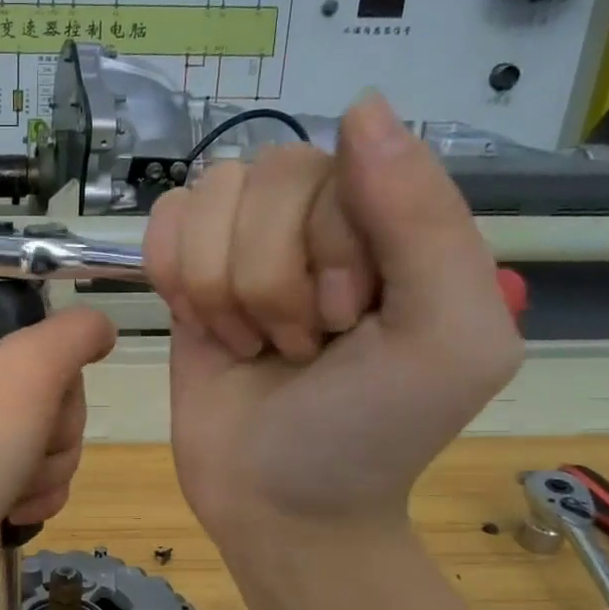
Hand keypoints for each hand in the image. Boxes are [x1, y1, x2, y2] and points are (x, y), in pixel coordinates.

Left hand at [0, 302, 116, 601]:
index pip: (25, 317)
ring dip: (49, 460)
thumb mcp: (32, 366)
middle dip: (55, 421)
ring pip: (52, 429)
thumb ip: (77, 332)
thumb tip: (100, 328)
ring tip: (18, 480)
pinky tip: (14, 506)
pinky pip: (39, 468)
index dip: (49, 350)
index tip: (47, 377)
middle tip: (30, 437)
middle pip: (49, 380)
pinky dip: (37, 489)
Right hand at [143, 90, 520, 549]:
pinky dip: (175, 278)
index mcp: (397, 220)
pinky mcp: (190, 272)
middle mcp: (322, 217)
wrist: (279, 504)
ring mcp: (248, 242)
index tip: (348, 325)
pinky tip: (204, 327)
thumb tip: (361, 105)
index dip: (329, 247)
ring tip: (253, 345)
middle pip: (268, 175)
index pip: (341, 164)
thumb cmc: (370, 433)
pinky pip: (165, 221)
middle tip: (299, 346)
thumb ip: (425, 220)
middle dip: (273, 281)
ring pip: (208, 197)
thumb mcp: (444, 339)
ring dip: (222, 289)